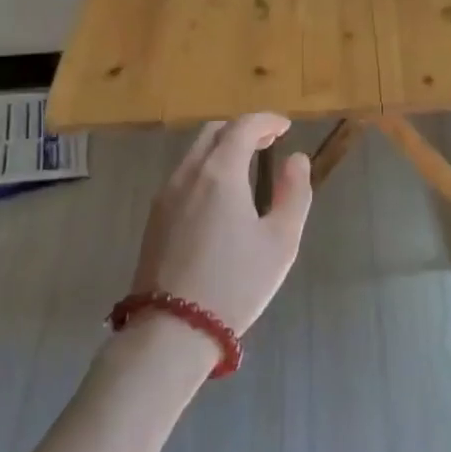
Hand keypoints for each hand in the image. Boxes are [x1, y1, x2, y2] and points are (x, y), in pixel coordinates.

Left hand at [132, 115, 312, 337]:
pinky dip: (206, 169)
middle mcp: (187, 175)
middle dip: (242, 130)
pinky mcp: (154, 219)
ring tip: (247, 168)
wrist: (172, 330)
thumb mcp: (281, 241)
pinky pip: (183, 177)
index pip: (243, 127)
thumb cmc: (236, 283)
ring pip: (194, 154)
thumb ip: (294, 193)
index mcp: (220, 173)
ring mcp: (165, 196)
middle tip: (268, 143)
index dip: (266, 121)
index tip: (285, 127)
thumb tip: (296, 159)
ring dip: (222, 149)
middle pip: (213, 133)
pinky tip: (221, 196)